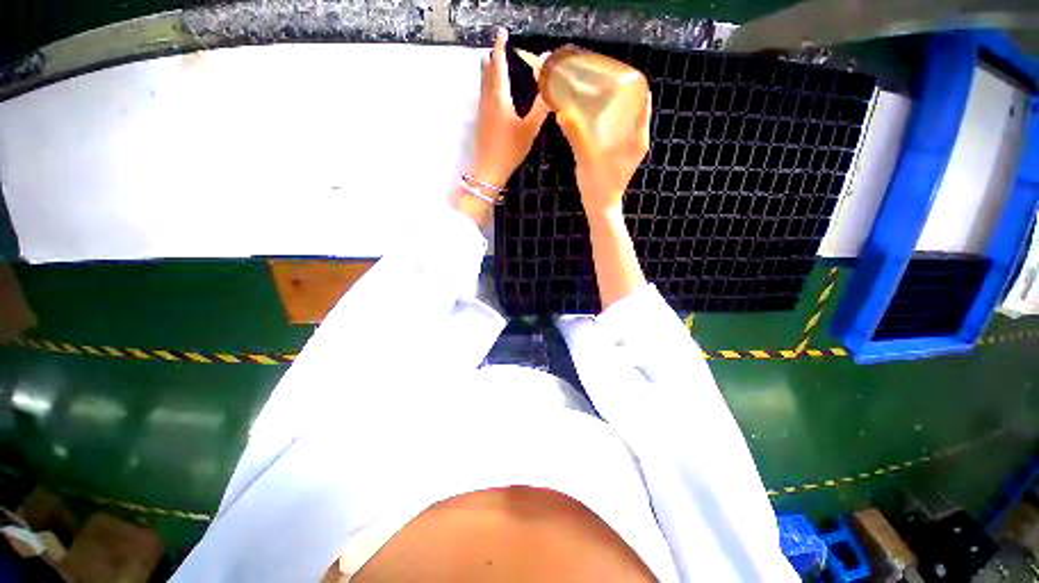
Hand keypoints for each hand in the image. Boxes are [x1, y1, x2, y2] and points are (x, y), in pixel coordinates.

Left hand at [469, 28, 549, 187]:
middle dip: (492, 57)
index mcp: (499, 98)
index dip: (500, 47)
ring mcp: (483, 112)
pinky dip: (486, 85)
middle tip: (496, 45)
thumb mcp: (529, 128)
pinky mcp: (481, 122)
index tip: (502, 32)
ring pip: (483, 85)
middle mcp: (488, 100)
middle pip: (488, 73)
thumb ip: (541, 105)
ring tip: (486, 60)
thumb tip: (551, 82)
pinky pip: (483, 96)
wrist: (489, 170)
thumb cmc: (509, 149)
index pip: (499, 65)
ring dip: (486, 70)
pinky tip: (489, 92)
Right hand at [558, 93, 651, 216]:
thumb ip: (576, 137)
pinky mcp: (621, 155)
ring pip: (625, 119)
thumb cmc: (598, 187)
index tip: (616, 73)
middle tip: (600, 83)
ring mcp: (630, 148)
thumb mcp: (587, 160)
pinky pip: (618, 131)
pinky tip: (593, 119)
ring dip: (613, 106)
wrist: (601, 208)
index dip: (633, 83)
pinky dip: (609, 121)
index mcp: (638, 138)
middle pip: (634, 107)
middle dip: (619, 93)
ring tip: (595, 97)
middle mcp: (637, 139)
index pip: (643, 100)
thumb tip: (562, 113)